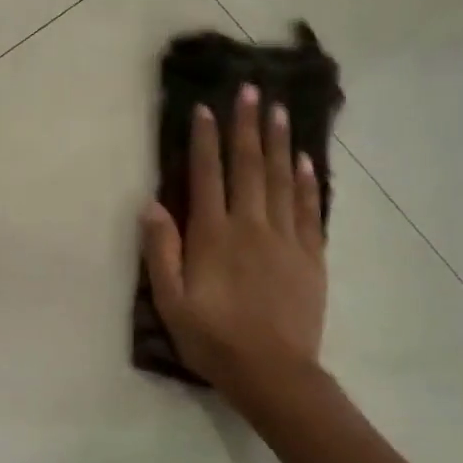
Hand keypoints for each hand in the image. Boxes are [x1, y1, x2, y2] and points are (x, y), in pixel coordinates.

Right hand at [141, 85, 327, 394]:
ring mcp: (286, 239)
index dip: (206, 141)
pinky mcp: (310, 256)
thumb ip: (161, 251)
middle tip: (251, 90)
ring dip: (278, 143)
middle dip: (247, 127)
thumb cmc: (213, 339)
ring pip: (281, 180)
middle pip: (249, 167)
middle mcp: (251, 226)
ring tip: (278, 110)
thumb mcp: (171, 302)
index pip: (208, 177)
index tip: (206, 108)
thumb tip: (151, 205)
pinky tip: (305, 160)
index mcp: (214, 237)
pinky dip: (306, 181)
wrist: (273, 372)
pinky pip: (309, 209)